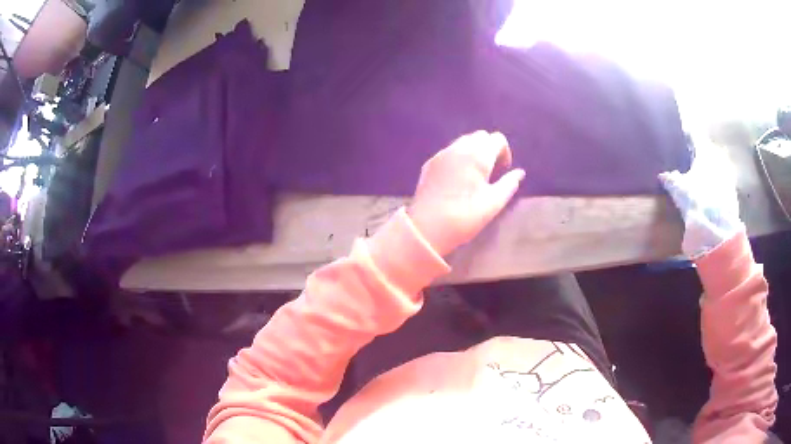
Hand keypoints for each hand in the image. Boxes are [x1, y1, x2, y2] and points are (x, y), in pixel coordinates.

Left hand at [408, 130, 525, 256]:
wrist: (427, 228)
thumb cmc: (465, 216)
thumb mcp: (494, 203)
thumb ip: (509, 184)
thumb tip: (519, 173)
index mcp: (478, 155)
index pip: (497, 139)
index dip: (504, 153)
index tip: (503, 171)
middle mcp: (459, 148)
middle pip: (480, 136)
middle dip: (489, 149)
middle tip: (490, 172)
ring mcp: (442, 154)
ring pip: (463, 141)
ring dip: (473, 152)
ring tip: (474, 176)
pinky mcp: (430, 163)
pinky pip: (449, 151)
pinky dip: (458, 157)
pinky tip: (457, 179)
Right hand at [659, 138, 743, 258]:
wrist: (717, 231)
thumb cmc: (697, 202)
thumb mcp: (679, 190)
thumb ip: (671, 179)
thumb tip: (663, 175)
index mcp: (706, 151)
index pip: (695, 135)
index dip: (687, 134)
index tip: (682, 133)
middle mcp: (719, 158)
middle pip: (708, 151)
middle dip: (700, 155)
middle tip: (691, 159)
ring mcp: (728, 176)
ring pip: (716, 168)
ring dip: (709, 171)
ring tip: (700, 179)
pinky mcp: (733, 194)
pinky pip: (722, 183)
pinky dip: (715, 186)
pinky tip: (709, 195)